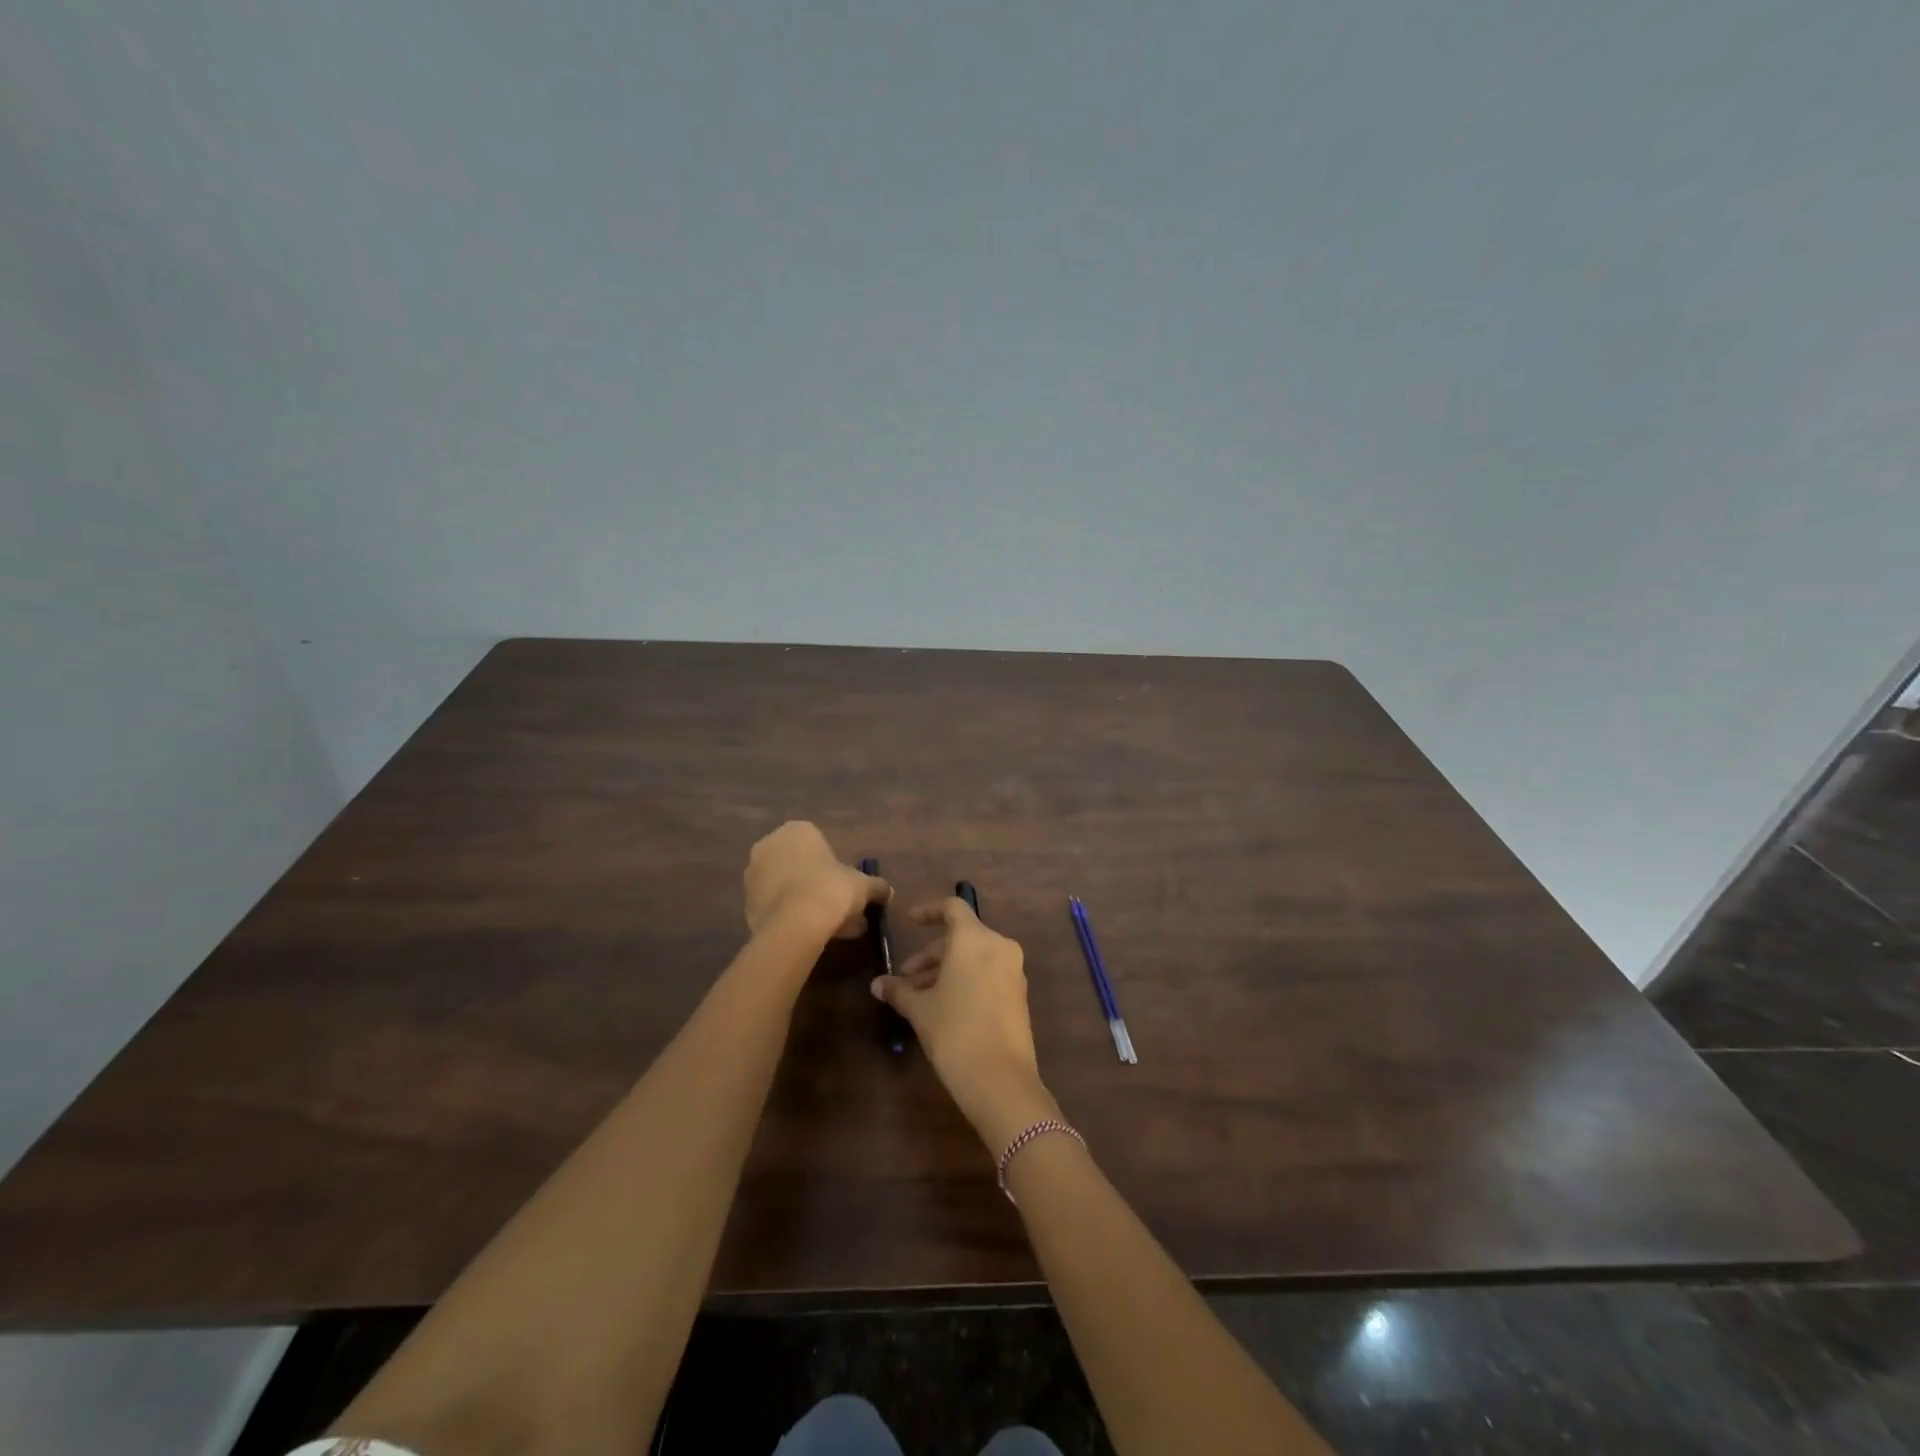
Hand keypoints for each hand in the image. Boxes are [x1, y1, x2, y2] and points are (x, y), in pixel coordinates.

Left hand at [743, 822, 889, 941]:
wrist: (796, 924)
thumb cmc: (832, 889)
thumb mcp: (863, 886)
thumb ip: (876, 886)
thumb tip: (887, 891)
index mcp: (797, 830)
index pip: (819, 844)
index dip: (835, 867)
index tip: (846, 888)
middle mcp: (769, 845)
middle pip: (800, 866)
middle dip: (818, 885)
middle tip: (838, 908)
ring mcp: (754, 875)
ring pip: (787, 887)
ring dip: (804, 902)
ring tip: (828, 928)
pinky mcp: (746, 904)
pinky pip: (775, 907)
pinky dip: (790, 917)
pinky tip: (809, 935)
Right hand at [873, 897, 1056, 1147]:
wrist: (1001, 1080)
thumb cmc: (955, 1033)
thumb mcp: (920, 1009)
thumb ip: (899, 990)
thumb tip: (877, 984)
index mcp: (974, 939)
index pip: (952, 908)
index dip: (928, 911)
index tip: (909, 922)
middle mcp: (998, 946)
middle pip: (961, 936)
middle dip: (931, 953)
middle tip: (906, 977)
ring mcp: (1013, 970)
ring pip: (974, 957)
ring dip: (946, 969)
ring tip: (920, 996)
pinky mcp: (1019, 994)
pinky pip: (988, 973)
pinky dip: (965, 979)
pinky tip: (944, 1006)